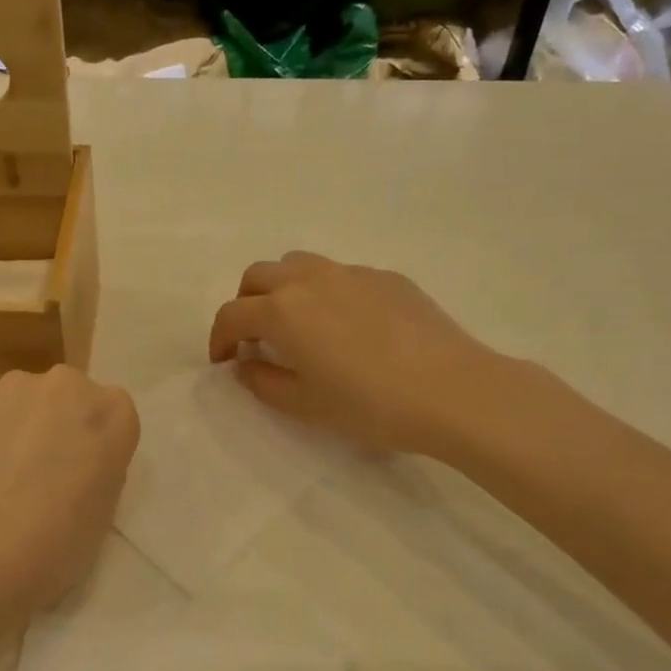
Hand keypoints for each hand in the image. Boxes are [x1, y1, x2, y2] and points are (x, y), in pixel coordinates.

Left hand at [0, 366, 139, 635]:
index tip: (80, 474)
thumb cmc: (54, 547)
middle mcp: (66, 385)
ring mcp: (11, 387)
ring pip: (19, 401)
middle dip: (55, 424)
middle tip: (38, 474)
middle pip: (66, 397)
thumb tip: (75, 463)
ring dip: (14, 426)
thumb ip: (99, 469)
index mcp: (112, 413)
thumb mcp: (104, 513)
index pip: (112, 416)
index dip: (94, 445)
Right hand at [208, 251, 507, 456]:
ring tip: (297, 322)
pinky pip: (340, 274)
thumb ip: (263, 381)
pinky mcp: (386, 276)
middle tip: (255, 337)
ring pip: (298, 264)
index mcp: (282, 311)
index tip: (224, 360)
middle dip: (246, 303)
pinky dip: (325, 292)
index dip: (219, 338)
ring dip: (282, 288)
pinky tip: (348, 326)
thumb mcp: (305, 405)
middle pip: (258, 275)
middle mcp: (309, 280)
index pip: (232, 314)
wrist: (452, 390)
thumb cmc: (370, 404)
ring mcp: (351, 272)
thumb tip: (246, 363)